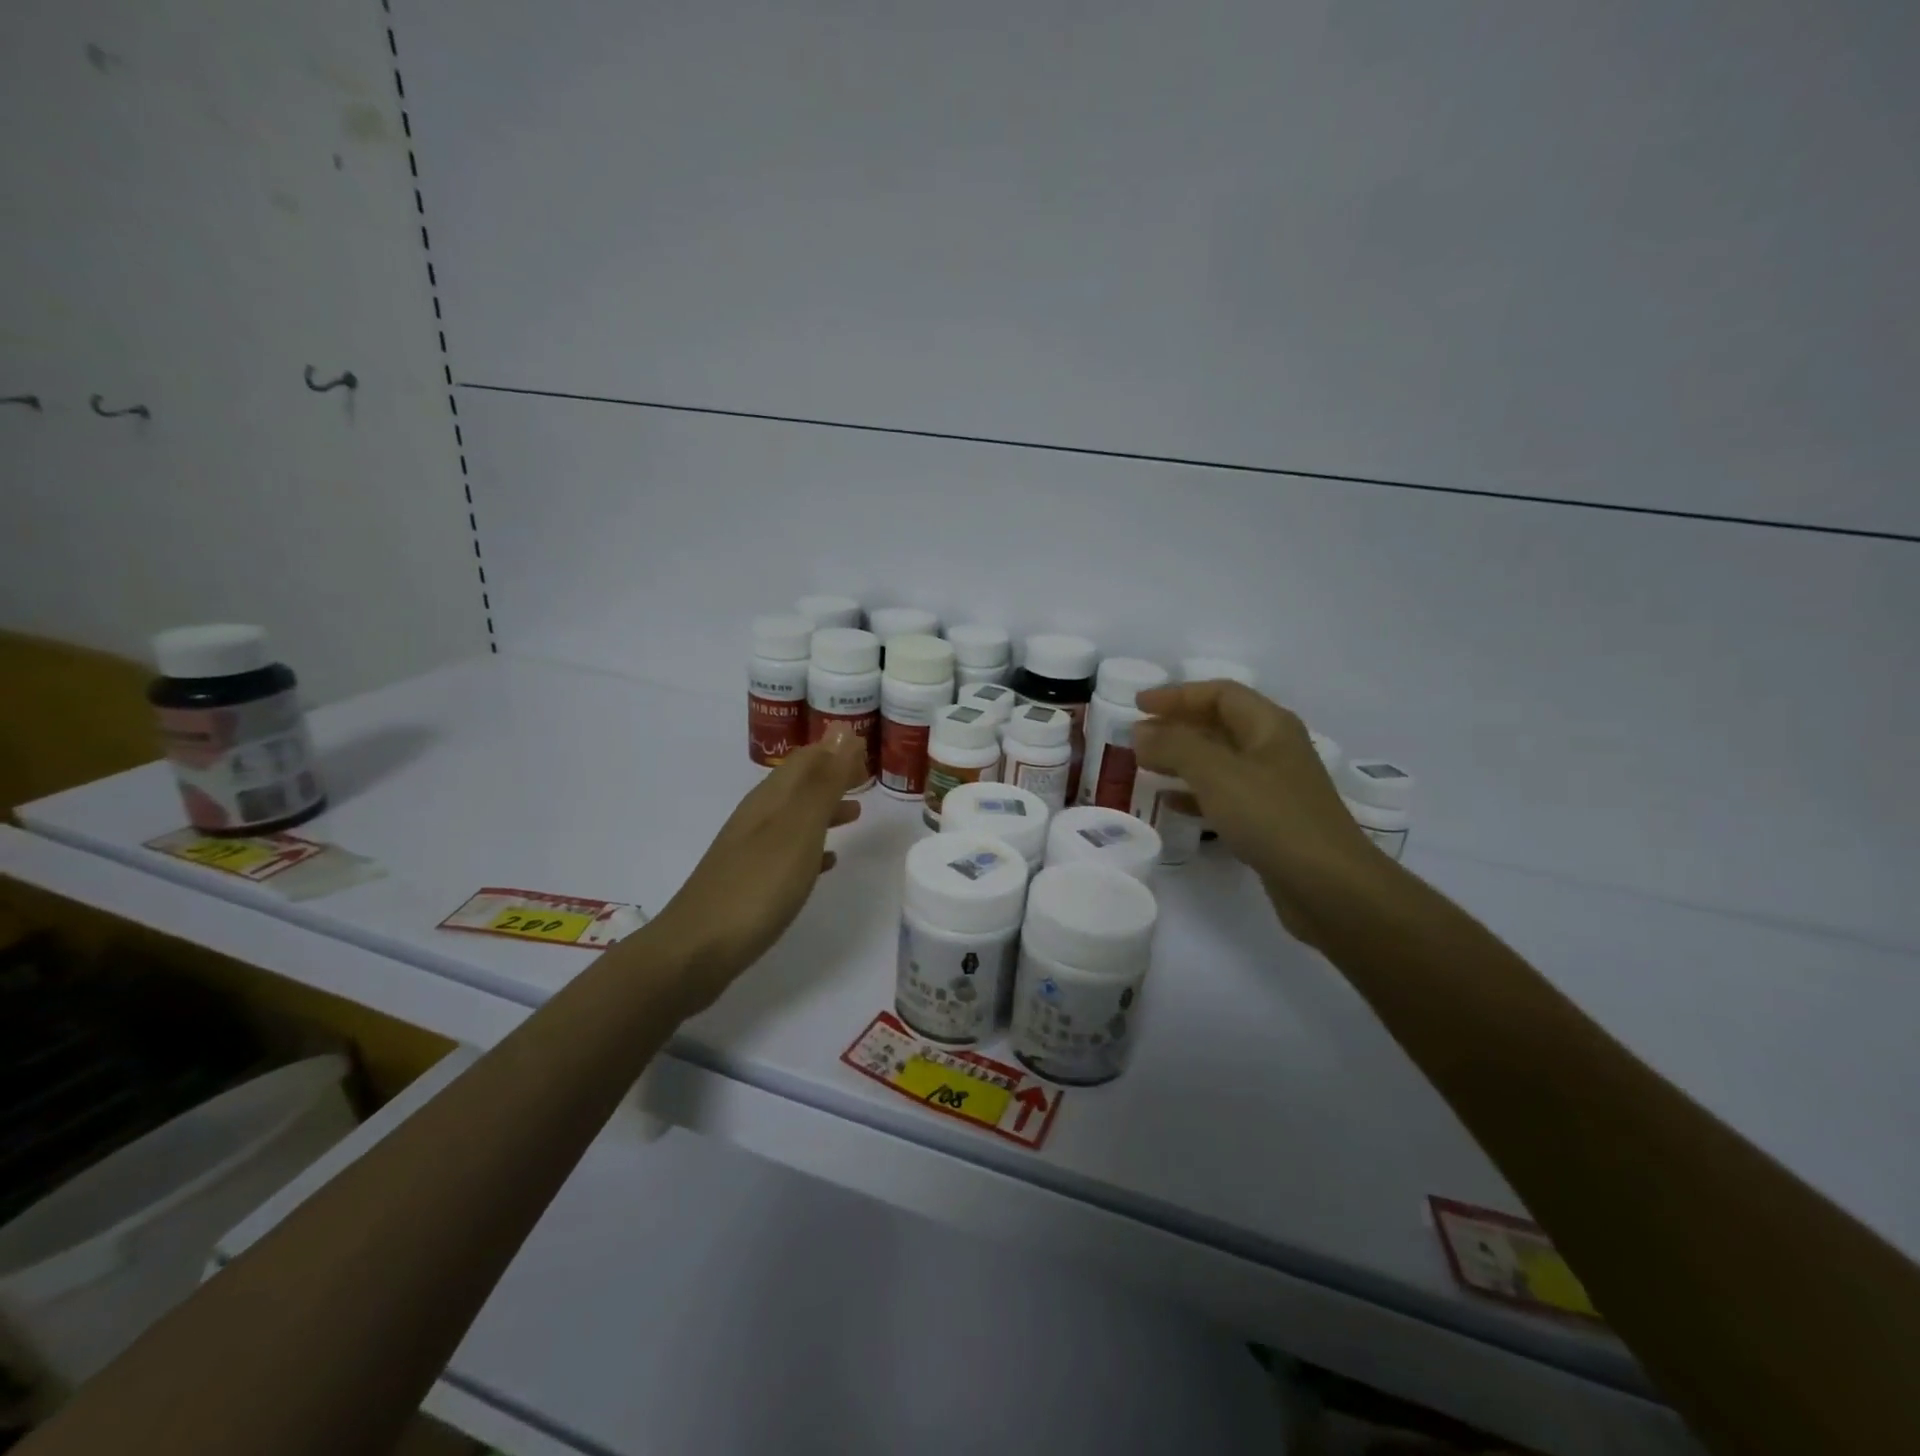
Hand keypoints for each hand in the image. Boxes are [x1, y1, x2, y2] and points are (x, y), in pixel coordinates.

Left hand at [645, 726, 866, 1012]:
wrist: (697, 951)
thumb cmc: (757, 886)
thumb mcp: (798, 829)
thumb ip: (824, 783)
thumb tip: (844, 730)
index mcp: (770, 799)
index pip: (807, 759)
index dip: (837, 751)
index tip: (870, 751)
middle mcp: (758, 817)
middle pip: (800, 785)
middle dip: (833, 777)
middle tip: (867, 780)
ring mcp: (751, 850)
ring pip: (795, 817)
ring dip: (825, 810)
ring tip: (856, 815)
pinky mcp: (750, 882)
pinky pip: (788, 851)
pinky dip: (812, 846)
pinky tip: (827, 861)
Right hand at [1132, 680, 1383, 945]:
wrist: (1330, 887)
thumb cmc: (1272, 817)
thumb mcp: (1216, 773)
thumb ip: (1174, 746)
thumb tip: (1141, 731)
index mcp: (1269, 726)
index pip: (1219, 694)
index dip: (1177, 695)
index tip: (1138, 704)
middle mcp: (1274, 750)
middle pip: (1220, 724)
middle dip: (1177, 725)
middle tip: (1137, 736)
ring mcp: (1274, 787)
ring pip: (1219, 761)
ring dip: (1182, 759)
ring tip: (1145, 765)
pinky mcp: (1270, 822)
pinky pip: (1224, 796)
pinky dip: (1195, 793)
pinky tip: (1169, 803)